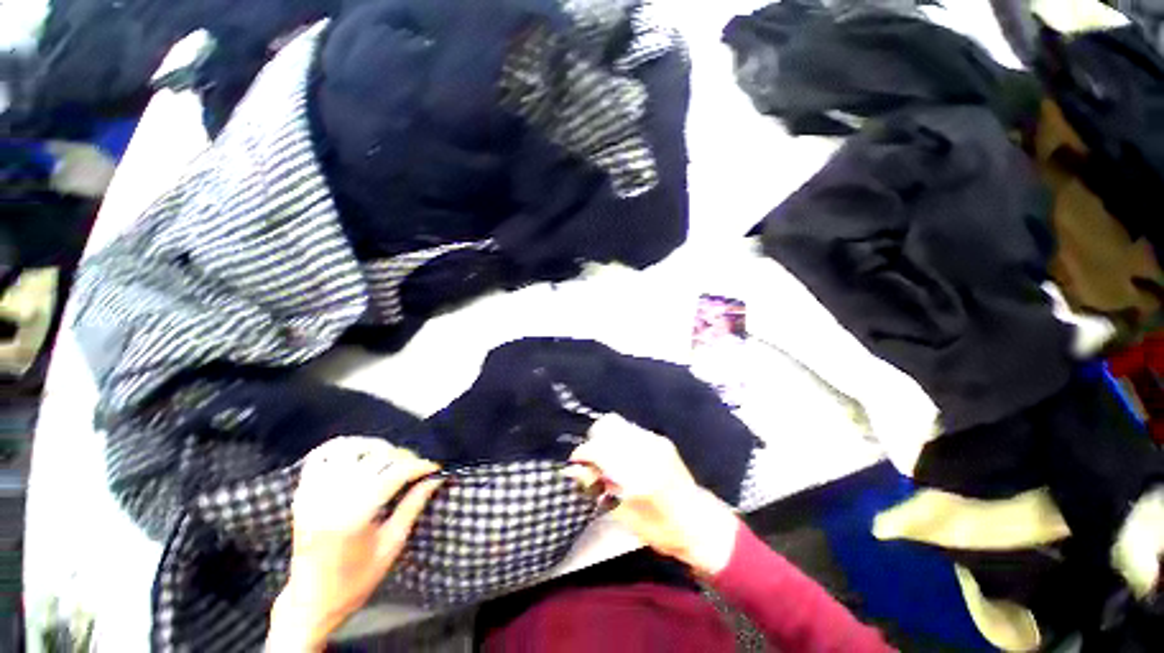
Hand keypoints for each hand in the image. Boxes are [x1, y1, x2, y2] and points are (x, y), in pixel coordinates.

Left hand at [268, 437, 440, 650]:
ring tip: (390, 457)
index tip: (436, 467)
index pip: (394, 474)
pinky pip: (320, 457)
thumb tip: (436, 479)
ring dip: (374, 447)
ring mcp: (312, 494)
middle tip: (417, 466)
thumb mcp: (392, 546)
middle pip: (375, 458)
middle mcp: (330, 499)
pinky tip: (360, 455)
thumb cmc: (356, 580)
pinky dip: (342, 448)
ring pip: (347, 450)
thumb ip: (413, 506)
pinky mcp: (302, 494)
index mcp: (353, 517)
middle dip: (402, 456)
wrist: (311, 602)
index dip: (419, 466)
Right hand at [566, 415, 739, 575]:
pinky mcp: (660, 440)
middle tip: (592, 463)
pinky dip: (618, 439)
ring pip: (618, 424)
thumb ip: (598, 489)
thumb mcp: (625, 516)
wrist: (701, 523)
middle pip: (608, 425)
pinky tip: (620, 458)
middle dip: (593, 441)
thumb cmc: (663, 529)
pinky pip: (630, 430)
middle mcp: (648, 449)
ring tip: (605, 461)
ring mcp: (656, 441)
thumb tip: (574, 470)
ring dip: (605, 438)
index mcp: (640, 473)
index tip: (575, 464)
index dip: (582, 453)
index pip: (600, 448)